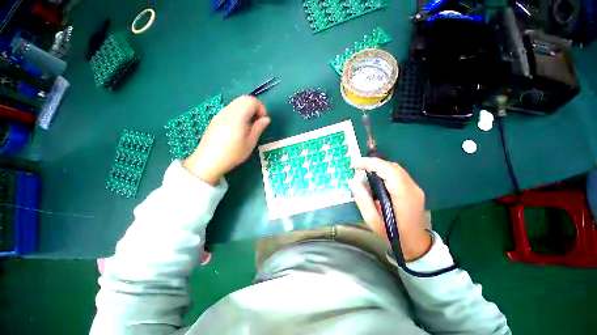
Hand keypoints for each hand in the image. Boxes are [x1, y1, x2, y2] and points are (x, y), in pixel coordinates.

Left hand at [183, 95, 269, 184]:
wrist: (208, 161)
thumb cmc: (232, 154)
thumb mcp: (250, 143)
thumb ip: (258, 128)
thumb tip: (266, 119)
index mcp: (238, 116)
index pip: (251, 100)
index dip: (260, 108)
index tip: (262, 120)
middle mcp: (228, 111)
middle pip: (243, 99)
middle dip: (254, 108)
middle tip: (257, 122)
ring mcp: (220, 114)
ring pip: (236, 103)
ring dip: (246, 110)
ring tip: (248, 127)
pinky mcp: (215, 119)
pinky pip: (230, 109)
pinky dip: (238, 113)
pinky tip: (238, 128)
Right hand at [350, 157, 431, 261]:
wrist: (415, 243)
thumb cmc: (393, 234)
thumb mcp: (372, 220)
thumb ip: (362, 200)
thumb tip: (353, 181)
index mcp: (404, 197)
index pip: (389, 171)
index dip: (371, 164)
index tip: (355, 164)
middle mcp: (413, 188)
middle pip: (392, 167)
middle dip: (373, 163)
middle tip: (357, 167)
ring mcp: (415, 187)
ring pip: (395, 168)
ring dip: (378, 167)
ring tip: (364, 171)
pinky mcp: (413, 188)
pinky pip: (397, 173)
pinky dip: (384, 171)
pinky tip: (375, 178)